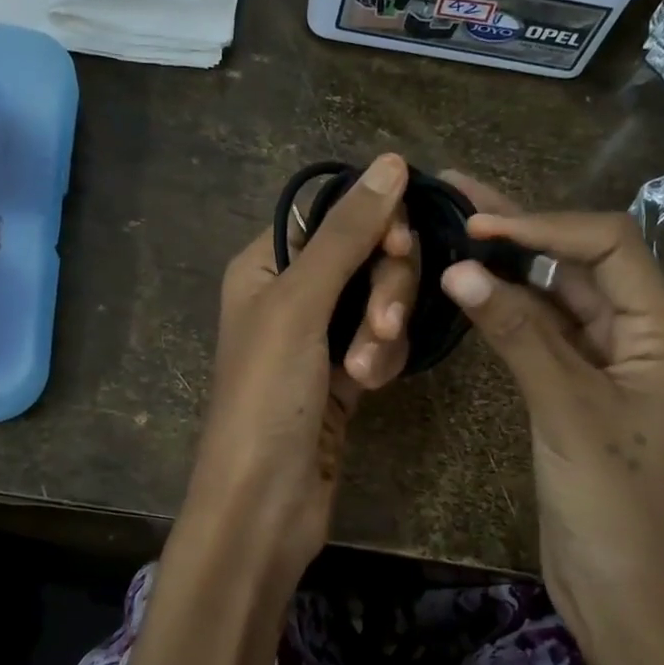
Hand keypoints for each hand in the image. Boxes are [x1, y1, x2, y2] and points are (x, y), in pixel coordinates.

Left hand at [179, 153, 413, 589]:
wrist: (264, 503)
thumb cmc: (267, 397)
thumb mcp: (300, 305)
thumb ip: (347, 233)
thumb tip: (392, 161)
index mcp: (265, 263)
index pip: (335, 215)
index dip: (375, 225)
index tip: (399, 249)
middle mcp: (291, 291)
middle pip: (367, 256)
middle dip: (384, 290)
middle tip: (381, 327)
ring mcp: (319, 334)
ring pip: (382, 300)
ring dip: (384, 333)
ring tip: (365, 372)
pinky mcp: (344, 373)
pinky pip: (382, 342)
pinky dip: (382, 360)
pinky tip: (369, 389)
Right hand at [436, 173, 663, 622]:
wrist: (616, 582)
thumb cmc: (610, 500)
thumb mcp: (565, 409)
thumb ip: (516, 333)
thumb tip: (459, 268)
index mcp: (662, 329)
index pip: (607, 244)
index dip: (543, 223)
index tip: (476, 225)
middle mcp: (639, 331)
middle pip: (580, 259)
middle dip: (522, 224)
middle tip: (456, 192)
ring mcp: (605, 358)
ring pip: (556, 292)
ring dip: (509, 262)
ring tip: (455, 226)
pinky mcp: (575, 383)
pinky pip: (541, 329)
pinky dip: (506, 306)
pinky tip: (470, 287)